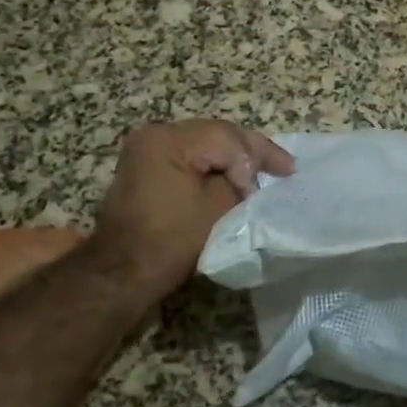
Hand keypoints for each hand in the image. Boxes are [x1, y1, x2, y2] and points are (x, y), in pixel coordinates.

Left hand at [92, 120, 295, 293]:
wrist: (121, 273)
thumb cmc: (171, 241)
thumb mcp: (218, 208)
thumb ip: (242, 181)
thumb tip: (251, 176)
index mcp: (169, 139)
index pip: (228, 137)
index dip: (259, 157)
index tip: (285, 176)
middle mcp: (155, 133)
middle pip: (216, 134)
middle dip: (250, 152)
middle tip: (284, 167)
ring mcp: (146, 148)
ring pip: (204, 143)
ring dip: (233, 159)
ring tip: (264, 172)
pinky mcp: (145, 166)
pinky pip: (189, 156)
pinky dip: (212, 166)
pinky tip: (234, 176)